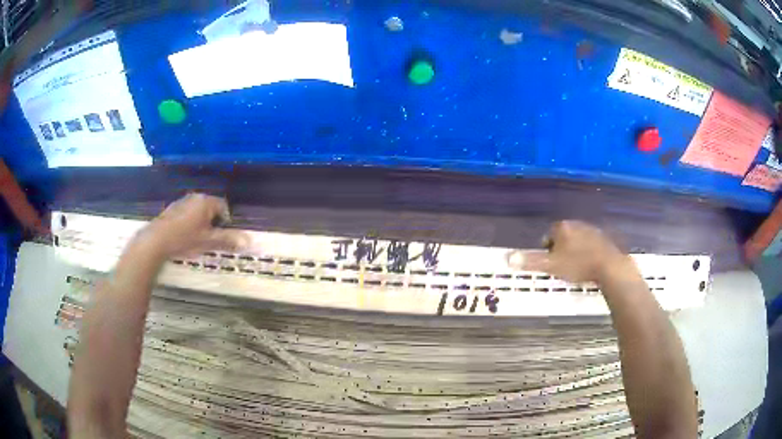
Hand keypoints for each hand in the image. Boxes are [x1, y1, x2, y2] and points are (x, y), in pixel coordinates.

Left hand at [133, 193, 250, 258]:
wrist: (157, 240)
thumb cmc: (185, 239)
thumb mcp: (208, 242)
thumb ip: (228, 240)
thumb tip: (249, 241)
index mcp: (206, 201)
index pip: (224, 206)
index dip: (226, 221)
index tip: (223, 235)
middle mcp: (195, 197)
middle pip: (210, 207)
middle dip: (213, 221)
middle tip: (211, 238)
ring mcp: (182, 201)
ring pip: (198, 210)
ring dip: (201, 222)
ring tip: (198, 238)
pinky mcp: (172, 209)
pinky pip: (187, 213)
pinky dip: (189, 222)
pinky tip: (184, 236)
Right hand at [507, 220, 634, 282]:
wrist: (608, 266)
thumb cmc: (578, 265)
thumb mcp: (551, 265)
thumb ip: (531, 261)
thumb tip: (507, 257)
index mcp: (562, 227)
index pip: (548, 236)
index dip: (547, 251)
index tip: (551, 264)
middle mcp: (576, 224)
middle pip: (563, 237)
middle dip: (561, 249)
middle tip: (563, 267)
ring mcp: (591, 229)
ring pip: (577, 240)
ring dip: (575, 251)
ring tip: (576, 268)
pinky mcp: (603, 237)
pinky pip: (590, 244)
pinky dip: (588, 252)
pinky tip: (590, 265)